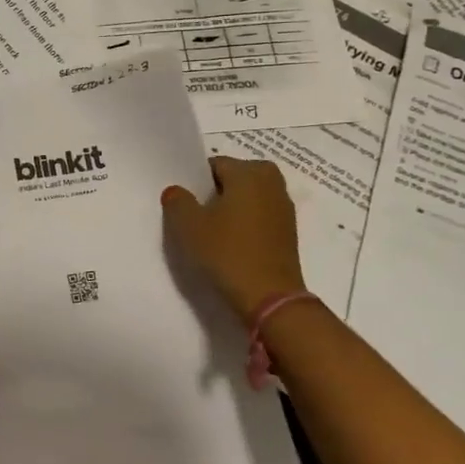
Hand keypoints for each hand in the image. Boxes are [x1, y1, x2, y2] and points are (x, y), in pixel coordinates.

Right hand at [162, 156, 308, 323]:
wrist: (270, 298)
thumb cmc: (227, 253)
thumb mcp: (189, 226)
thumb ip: (177, 201)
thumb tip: (176, 191)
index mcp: (250, 172)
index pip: (215, 164)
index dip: (196, 182)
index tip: (185, 203)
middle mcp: (271, 182)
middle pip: (233, 178)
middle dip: (215, 193)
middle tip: (197, 216)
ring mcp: (283, 207)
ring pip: (247, 197)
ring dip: (230, 208)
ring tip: (212, 232)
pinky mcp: (288, 231)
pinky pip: (259, 215)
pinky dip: (245, 223)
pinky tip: (230, 244)